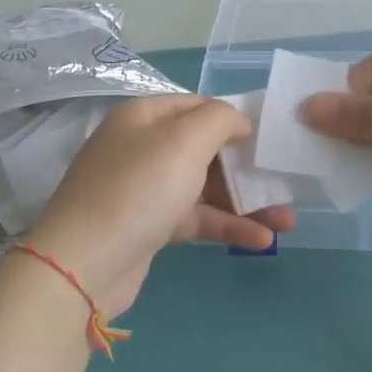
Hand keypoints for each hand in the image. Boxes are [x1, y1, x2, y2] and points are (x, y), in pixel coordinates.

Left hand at [22, 95, 296, 316]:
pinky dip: (227, 226)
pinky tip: (262, 240)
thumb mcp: (184, 141)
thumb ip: (220, 119)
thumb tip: (239, 121)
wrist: (83, 265)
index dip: (236, 119)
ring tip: (288, 220)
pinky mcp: (149, 226)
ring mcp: (145, 189)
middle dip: (247, 167)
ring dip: (246, 202)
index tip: (271, 138)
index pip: (199, 106)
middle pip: (205, 149)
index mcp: (145, 117)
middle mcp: (142, 147)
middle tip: (285, 181)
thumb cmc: (138, 189)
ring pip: (205, 187)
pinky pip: (195, 218)